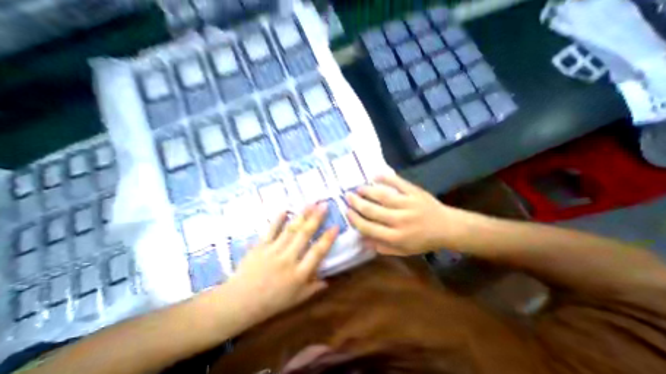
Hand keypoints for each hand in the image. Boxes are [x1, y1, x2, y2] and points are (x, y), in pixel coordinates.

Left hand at [226, 203, 338, 322]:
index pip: (317, 252)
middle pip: (304, 235)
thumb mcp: (295, 300)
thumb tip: (328, 281)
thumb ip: (313, 288)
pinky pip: (271, 230)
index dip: (328, 238)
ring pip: (290, 229)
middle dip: (316, 218)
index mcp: (299, 274)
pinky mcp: (260, 246)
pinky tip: (285, 209)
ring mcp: (273, 251)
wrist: (238, 304)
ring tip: (311, 203)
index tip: (336, 226)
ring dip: (302, 215)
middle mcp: (288, 259)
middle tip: (324, 205)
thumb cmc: (270, 303)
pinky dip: (278, 219)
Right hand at [346, 174, 463, 255]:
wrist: (448, 228)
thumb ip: (382, 247)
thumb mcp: (403, 250)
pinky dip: (386, 178)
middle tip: (347, 196)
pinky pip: (399, 183)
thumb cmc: (423, 241)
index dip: (355, 219)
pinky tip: (375, 175)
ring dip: (367, 191)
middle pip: (372, 210)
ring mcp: (408, 204)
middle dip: (357, 203)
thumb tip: (362, 240)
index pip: (369, 228)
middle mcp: (399, 220)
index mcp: (396, 237)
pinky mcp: (415, 193)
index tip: (347, 212)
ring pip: (382, 196)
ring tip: (358, 188)